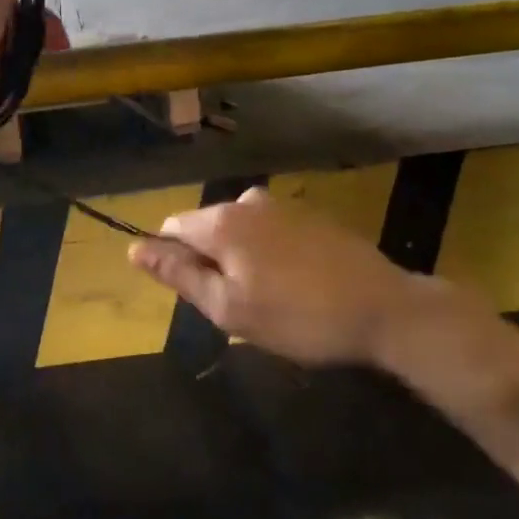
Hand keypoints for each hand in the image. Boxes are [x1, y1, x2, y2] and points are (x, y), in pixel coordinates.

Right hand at [128, 188, 491, 367]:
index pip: (171, 228)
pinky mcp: (310, 215)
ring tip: (269, 301)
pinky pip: (269, 231)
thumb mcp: (229, 308)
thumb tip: (135, 248)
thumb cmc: (298, 317)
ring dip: (240, 260)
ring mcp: (282, 205)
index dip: (175, 262)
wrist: (384, 309)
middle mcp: (247, 201)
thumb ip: (180, 274)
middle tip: (239, 308)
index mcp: (221, 221)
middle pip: (206, 227)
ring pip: (239, 231)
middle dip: (210, 263)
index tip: (201, 296)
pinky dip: (268, 254)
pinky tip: (295, 285)